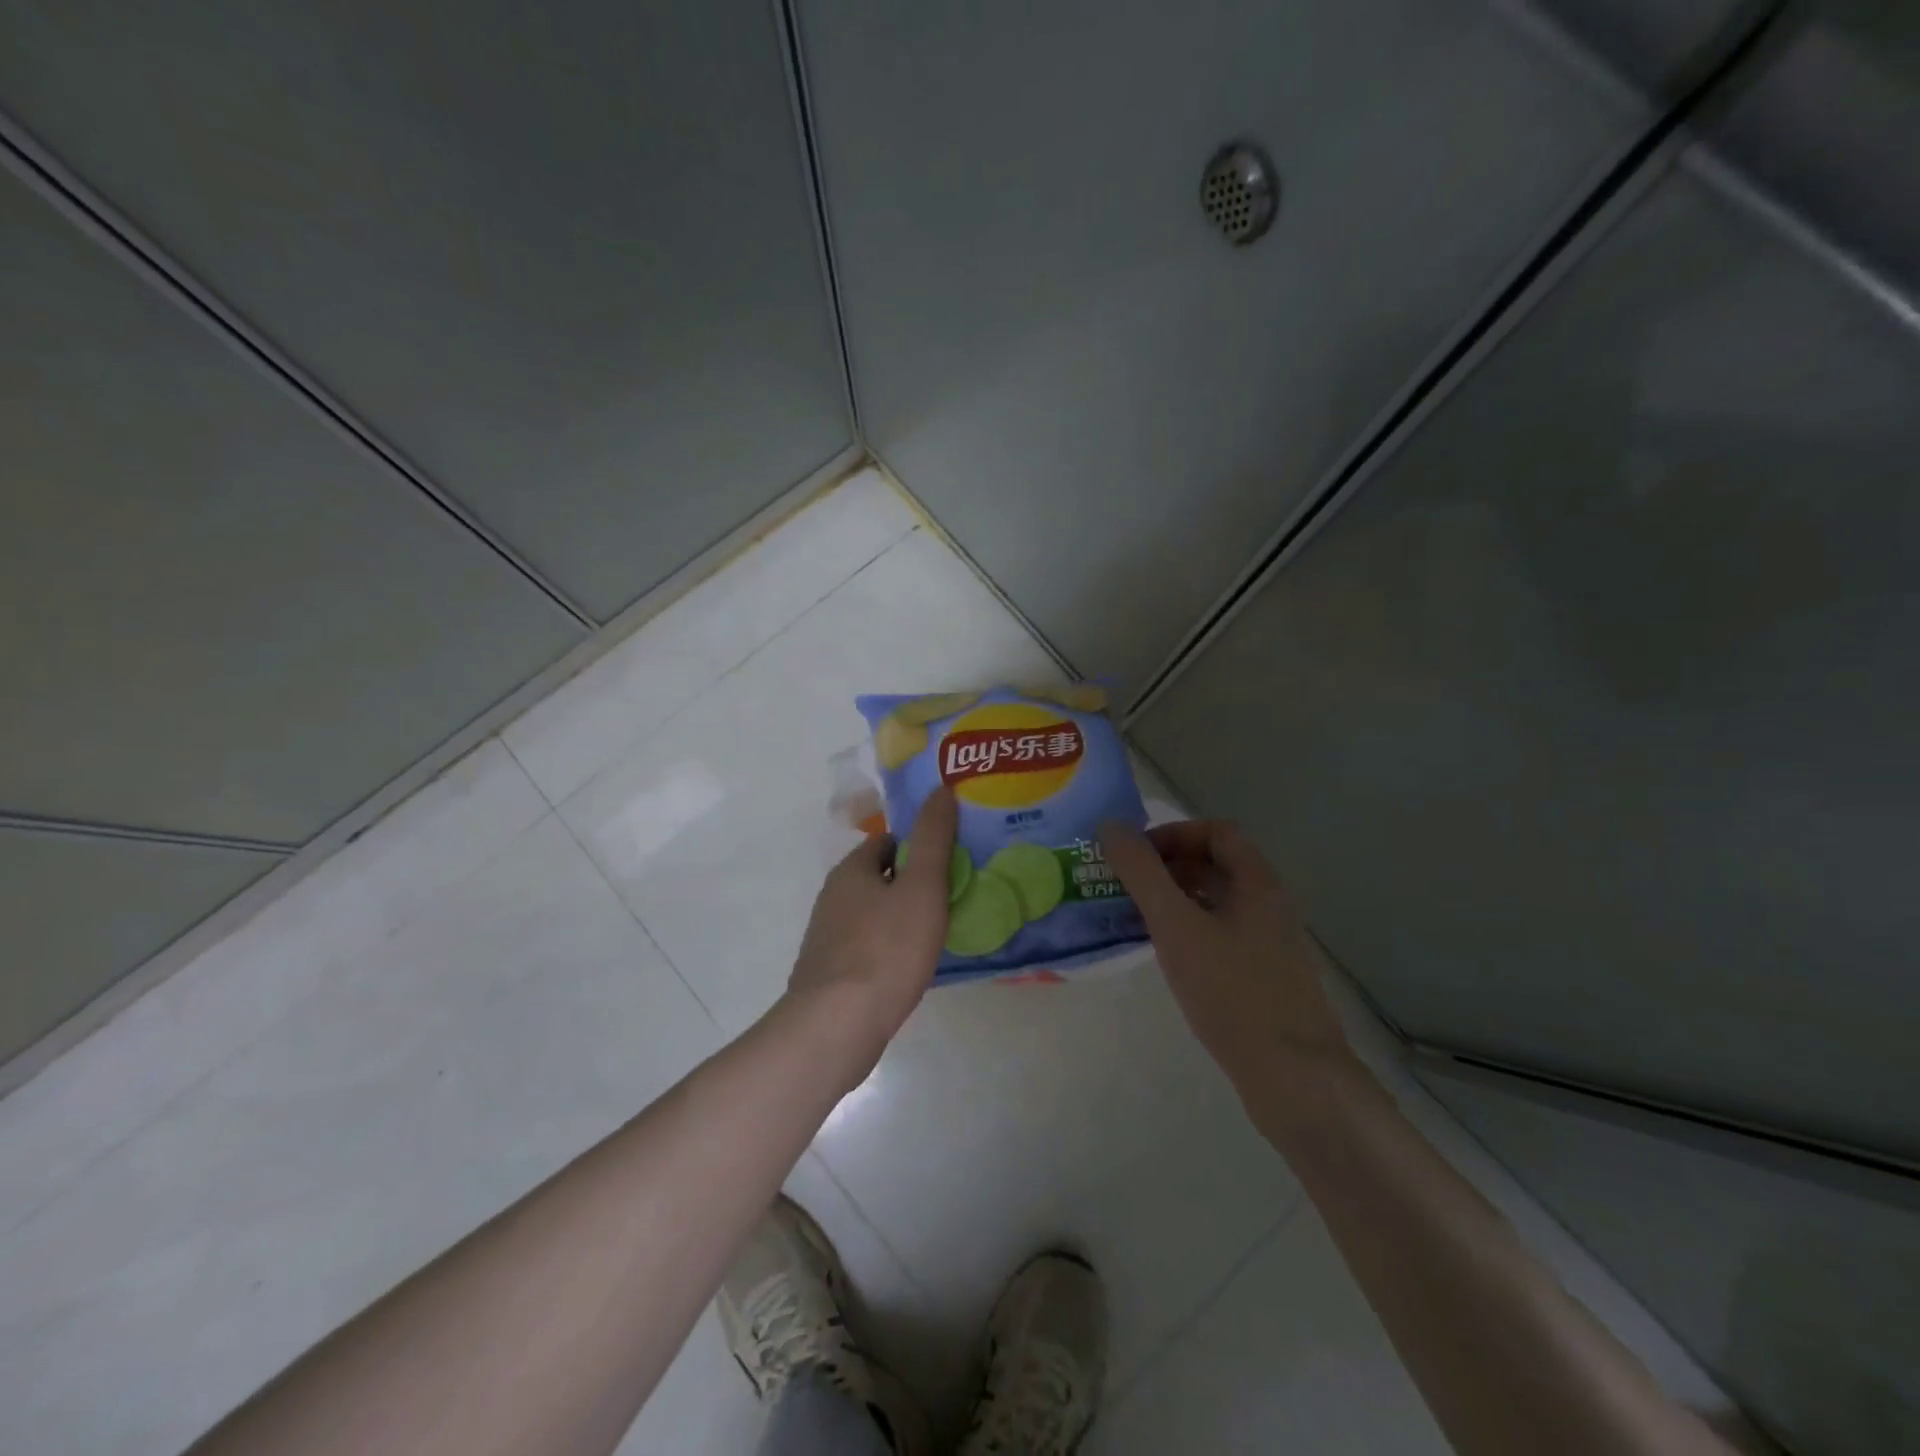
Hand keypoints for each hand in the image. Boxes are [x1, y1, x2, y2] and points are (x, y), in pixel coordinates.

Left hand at [786, 787, 958, 1071]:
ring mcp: (826, 938)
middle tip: (951, 898)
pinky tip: (909, 968)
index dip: (920, 847)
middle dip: (912, 883)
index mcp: (851, 871)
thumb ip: (934, 838)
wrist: (837, 1025)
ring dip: (900, 918)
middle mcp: (832, 897)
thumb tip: (941, 788)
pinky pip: (866, 948)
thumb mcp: (922, 886)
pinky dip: (888, 949)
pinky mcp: (828, 974)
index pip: (888, 842)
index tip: (950, 862)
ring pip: (872, 915)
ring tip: (937, 933)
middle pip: (879, 878)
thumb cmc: (887, 949)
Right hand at [1101, 819, 1352, 1100]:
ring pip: (1218, 903)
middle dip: (1169, 866)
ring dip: (1176, 899)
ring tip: (1134, 916)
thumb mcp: (1176, 926)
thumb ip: (1141, 873)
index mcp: (1258, 883)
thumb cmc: (1232, 992)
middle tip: (1126, 884)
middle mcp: (1269, 905)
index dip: (1174, 834)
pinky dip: (1189, 930)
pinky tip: (1166, 955)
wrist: (1294, 1077)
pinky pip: (1221, 935)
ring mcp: (1270, 944)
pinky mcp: (1264, 977)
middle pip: (1217, 865)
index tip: (1136, 855)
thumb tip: (1110, 825)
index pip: (1217, 832)